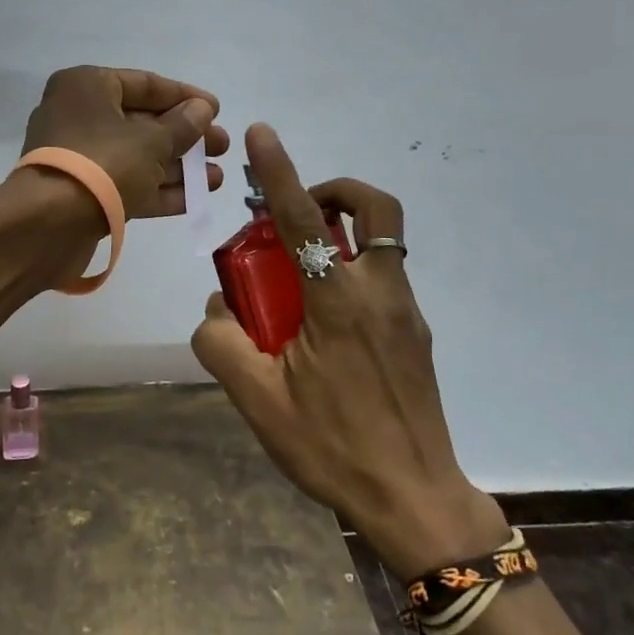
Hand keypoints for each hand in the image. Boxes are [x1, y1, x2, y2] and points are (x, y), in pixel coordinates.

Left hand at [20, 66, 228, 220]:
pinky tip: (198, 196)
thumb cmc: (102, 163)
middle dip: (186, 136)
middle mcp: (80, 116)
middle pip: (143, 122)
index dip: (184, 96)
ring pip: (138, 156)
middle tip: (223, 146)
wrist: (48, 225)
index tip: (217, 110)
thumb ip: (182, 125)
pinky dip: (160, 189)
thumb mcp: (150, 141)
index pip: (144, 84)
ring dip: (178, 166)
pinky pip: (128, 184)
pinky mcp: (84, 193)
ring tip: (218, 176)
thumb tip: (202, 110)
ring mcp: (81, 158)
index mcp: (87, 87)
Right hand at [190, 123, 507, 580]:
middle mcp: (380, 293)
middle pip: (374, 210)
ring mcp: (406, 313)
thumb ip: (223, 345)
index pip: (302, 220)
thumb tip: (217, 311)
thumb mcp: (258, 402)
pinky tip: (323, 328)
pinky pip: (383, 280)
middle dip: (335, 192)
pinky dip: (351, 275)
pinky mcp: (416, 335)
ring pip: (381, 243)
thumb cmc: (333, 447)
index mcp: (339, 302)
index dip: (280, 171)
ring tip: (299, 281)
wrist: (416, 501)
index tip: (263, 133)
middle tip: (299, 216)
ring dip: (341, 236)